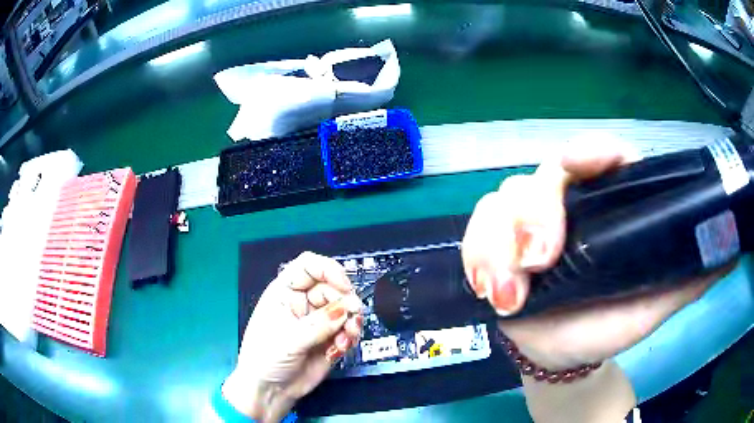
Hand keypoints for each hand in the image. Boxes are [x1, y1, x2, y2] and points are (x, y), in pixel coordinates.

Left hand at [223, 252, 362, 421]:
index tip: (345, 286)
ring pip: (345, 309)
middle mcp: (303, 303)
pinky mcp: (330, 339)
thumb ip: (319, 324)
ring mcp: (318, 321)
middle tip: (352, 317)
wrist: (271, 391)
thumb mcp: (288, 339)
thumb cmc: (266, 358)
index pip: (309, 267)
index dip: (329, 270)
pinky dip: (351, 336)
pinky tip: (341, 348)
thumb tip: (347, 309)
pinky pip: (348, 329)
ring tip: (347, 338)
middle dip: (346, 301)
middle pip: (332, 288)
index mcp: (284, 292)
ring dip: (351, 321)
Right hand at [461, 138, 732, 370]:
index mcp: (603, 206)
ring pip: (499, 204)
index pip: (595, 159)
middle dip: (535, 212)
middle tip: (542, 258)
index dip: (592, 151)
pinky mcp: (494, 252)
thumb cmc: (612, 323)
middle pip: (540, 179)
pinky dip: (475, 257)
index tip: (589, 161)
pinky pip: (473, 237)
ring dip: (498, 243)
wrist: (568, 353)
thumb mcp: (655, 299)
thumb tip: (729, 248)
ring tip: (509, 292)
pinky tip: (487, 290)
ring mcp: (523, 227)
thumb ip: (689, 274)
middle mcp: (563, 205)